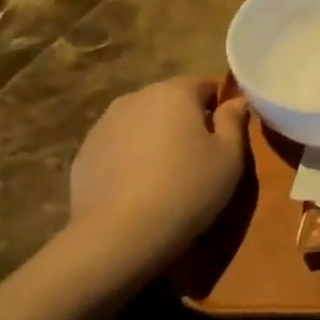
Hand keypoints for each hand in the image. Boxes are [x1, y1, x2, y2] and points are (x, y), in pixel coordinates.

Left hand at [69, 77, 248, 268]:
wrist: (120, 234)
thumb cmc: (188, 188)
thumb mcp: (230, 157)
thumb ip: (234, 122)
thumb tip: (237, 101)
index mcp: (174, 92)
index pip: (204, 85)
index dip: (218, 108)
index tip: (223, 138)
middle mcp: (135, 98)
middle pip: (169, 101)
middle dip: (184, 121)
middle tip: (198, 158)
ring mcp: (103, 125)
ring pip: (141, 123)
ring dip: (155, 138)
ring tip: (165, 175)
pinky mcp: (83, 154)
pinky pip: (117, 147)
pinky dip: (130, 159)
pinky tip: (137, 189)